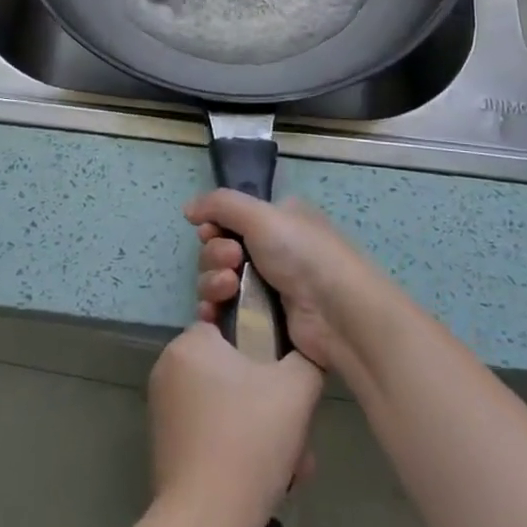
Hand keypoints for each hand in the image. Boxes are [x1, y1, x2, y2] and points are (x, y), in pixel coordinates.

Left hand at [148, 323, 322, 526]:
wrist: (206, 522)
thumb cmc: (249, 441)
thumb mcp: (297, 388)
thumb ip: (306, 357)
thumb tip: (306, 353)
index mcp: (191, 343)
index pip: (232, 324)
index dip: (265, 348)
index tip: (285, 377)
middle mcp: (169, 367)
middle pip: (231, 368)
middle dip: (268, 398)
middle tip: (296, 429)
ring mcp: (162, 407)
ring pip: (225, 404)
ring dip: (259, 426)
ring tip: (291, 462)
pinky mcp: (164, 443)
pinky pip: (210, 430)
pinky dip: (237, 445)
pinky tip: (267, 477)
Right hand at [185, 189, 387, 375]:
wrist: (337, 314)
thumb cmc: (302, 254)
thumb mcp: (261, 215)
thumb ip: (220, 204)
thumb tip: (188, 209)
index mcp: (277, 220)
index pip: (229, 219)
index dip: (213, 227)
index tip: (210, 232)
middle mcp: (272, 251)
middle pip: (218, 250)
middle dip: (214, 256)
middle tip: (231, 263)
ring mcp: (267, 289)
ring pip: (218, 282)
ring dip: (212, 283)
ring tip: (228, 290)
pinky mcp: (262, 322)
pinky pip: (224, 312)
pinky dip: (213, 311)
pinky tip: (212, 315)